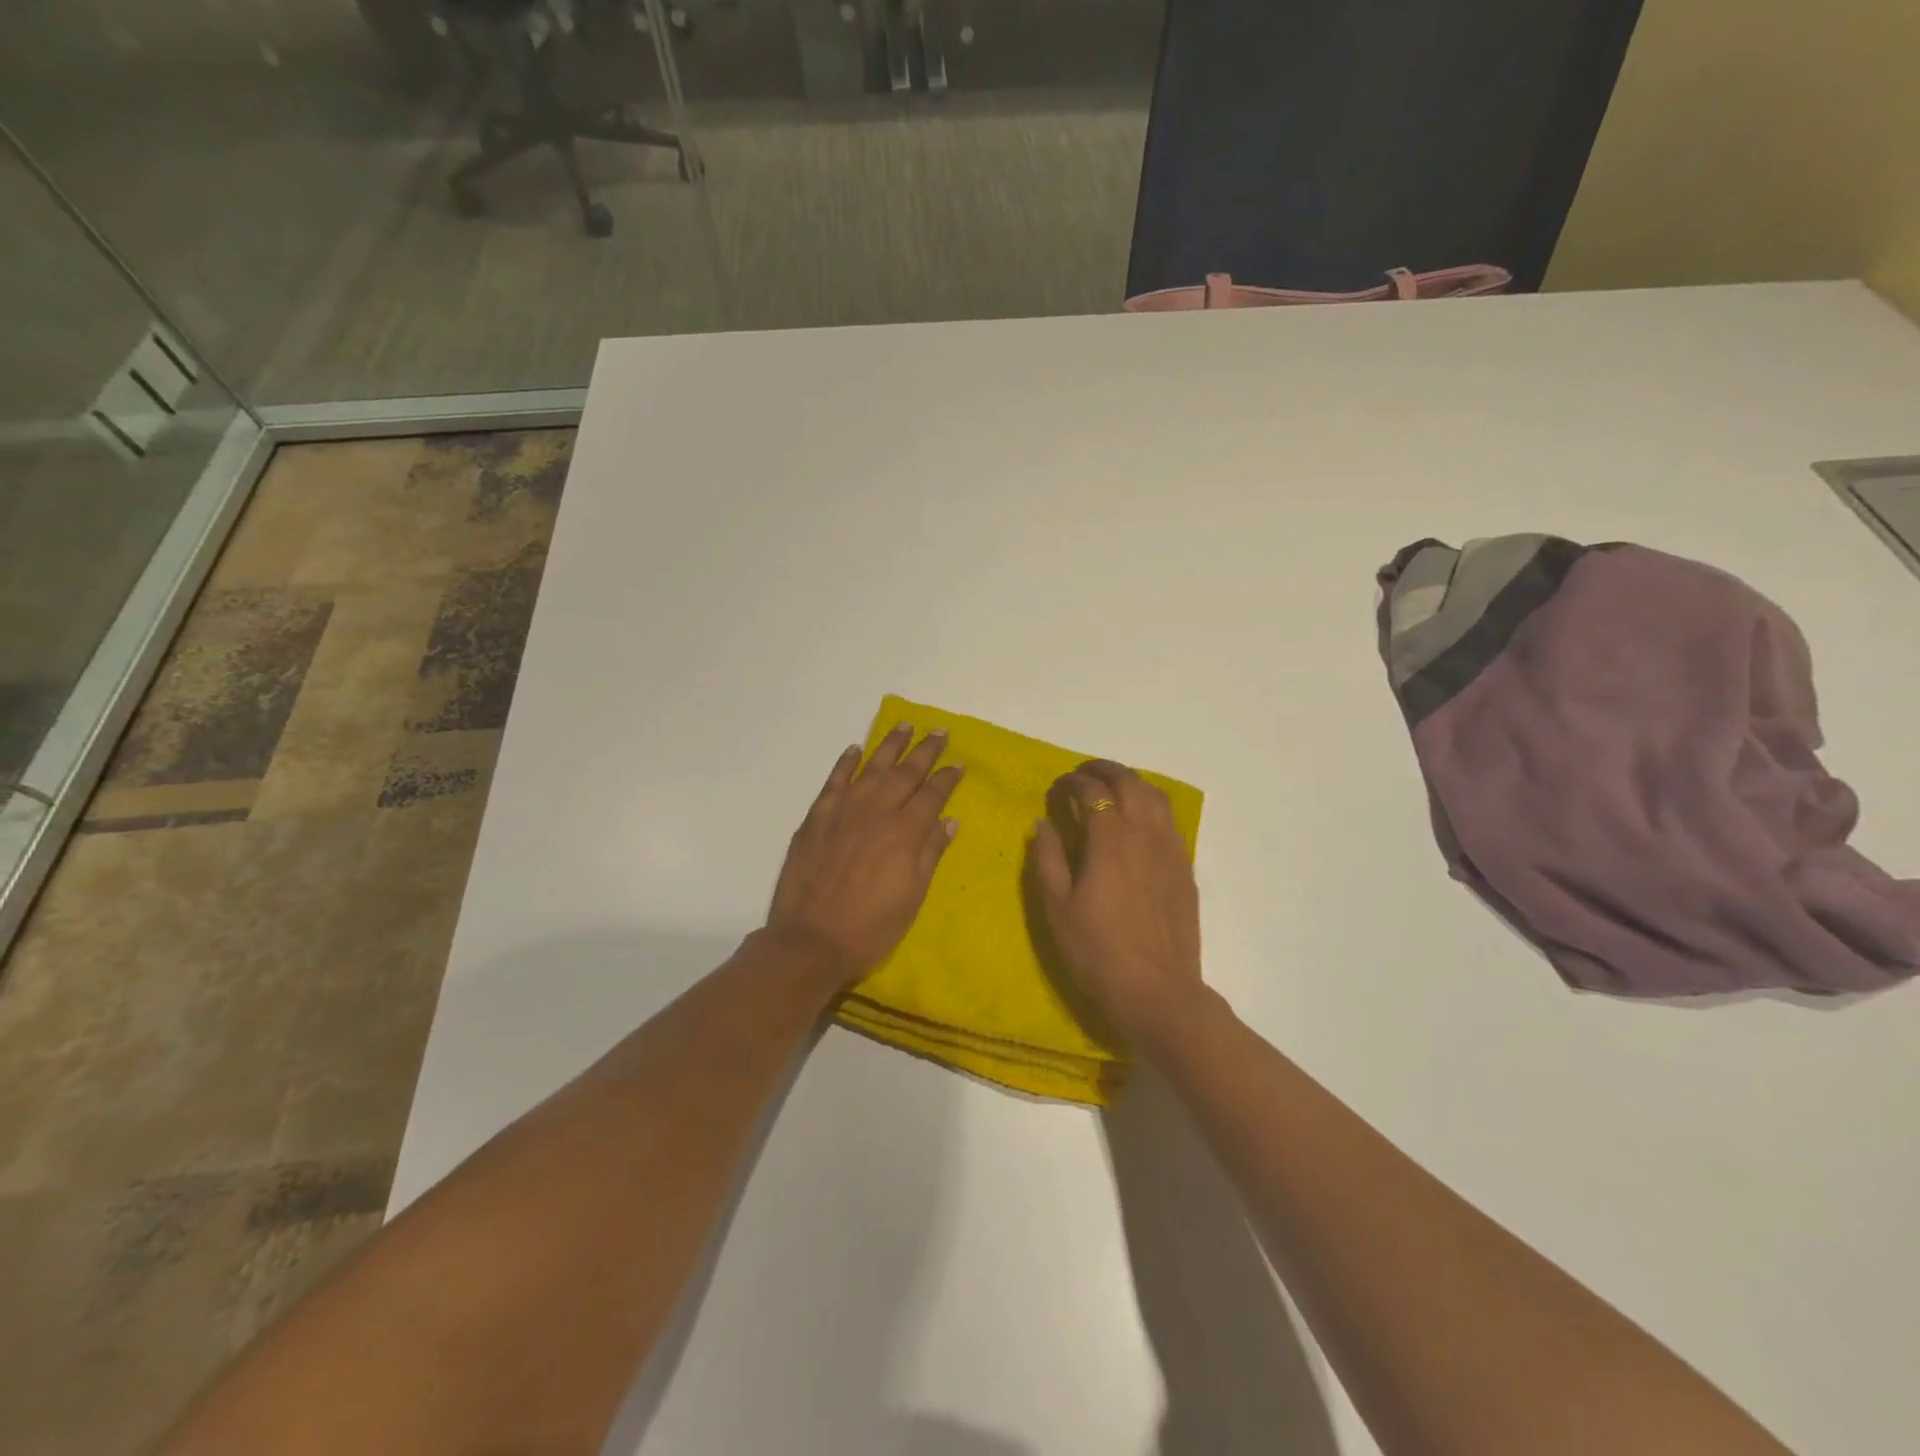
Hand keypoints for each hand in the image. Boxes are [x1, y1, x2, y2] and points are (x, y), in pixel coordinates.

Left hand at [766, 724, 963, 988]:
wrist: (810, 939)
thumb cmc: (871, 926)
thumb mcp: (912, 895)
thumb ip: (930, 852)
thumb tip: (949, 819)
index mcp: (905, 832)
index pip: (932, 795)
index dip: (947, 777)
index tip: (958, 762)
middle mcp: (876, 811)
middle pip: (905, 773)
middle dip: (925, 751)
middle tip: (939, 731)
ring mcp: (843, 810)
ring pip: (872, 767)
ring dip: (890, 745)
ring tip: (905, 725)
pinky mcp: (817, 817)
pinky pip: (834, 780)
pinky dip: (846, 762)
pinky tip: (855, 749)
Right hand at [1032, 760, 1204, 1042]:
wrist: (1157, 990)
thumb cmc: (1097, 951)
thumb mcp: (1057, 907)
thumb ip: (1047, 858)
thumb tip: (1043, 823)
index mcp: (1110, 838)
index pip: (1092, 790)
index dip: (1072, 782)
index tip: (1057, 787)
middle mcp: (1145, 832)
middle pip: (1129, 782)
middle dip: (1103, 770)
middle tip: (1083, 774)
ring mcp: (1171, 849)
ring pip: (1155, 796)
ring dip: (1131, 782)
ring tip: (1112, 789)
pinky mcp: (1185, 867)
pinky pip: (1170, 820)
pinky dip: (1150, 806)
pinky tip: (1139, 821)